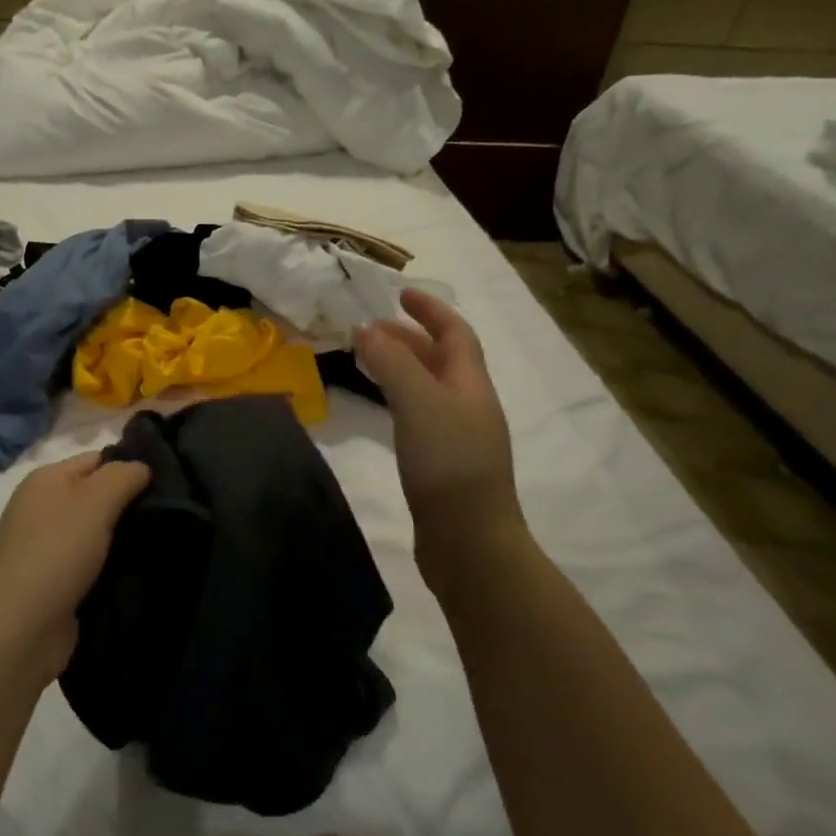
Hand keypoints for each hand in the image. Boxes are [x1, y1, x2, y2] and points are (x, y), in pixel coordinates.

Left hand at [0, 452, 151, 681]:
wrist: (19, 631)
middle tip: (174, 513)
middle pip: (98, 495)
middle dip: (131, 504)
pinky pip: (93, 563)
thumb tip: (142, 467)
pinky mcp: (55, 582)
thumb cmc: (56, 553)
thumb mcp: (94, 501)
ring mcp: (46, 548)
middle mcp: (42, 508)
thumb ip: (123, 475)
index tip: (170, 482)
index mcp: (46, 479)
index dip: (131, 466)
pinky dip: (113, 566)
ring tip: (166, 542)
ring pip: (98, 532)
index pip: (98, 459)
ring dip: (126, 539)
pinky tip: (141, 571)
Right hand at [356, 289, 526, 574]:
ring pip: (428, 387)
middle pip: (441, 359)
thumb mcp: (418, 401)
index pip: (455, 333)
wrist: (469, 541)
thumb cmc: (448, 463)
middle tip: (369, 329)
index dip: (430, 310)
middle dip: (409, 337)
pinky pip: (419, 414)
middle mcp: (469, 405)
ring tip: (367, 360)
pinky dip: (398, 398)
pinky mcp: (442, 464)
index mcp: (471, 384)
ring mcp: (458, 436)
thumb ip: (391, 361)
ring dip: (401, 366)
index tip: (400, 294)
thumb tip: (364, 329)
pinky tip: (381, 407)